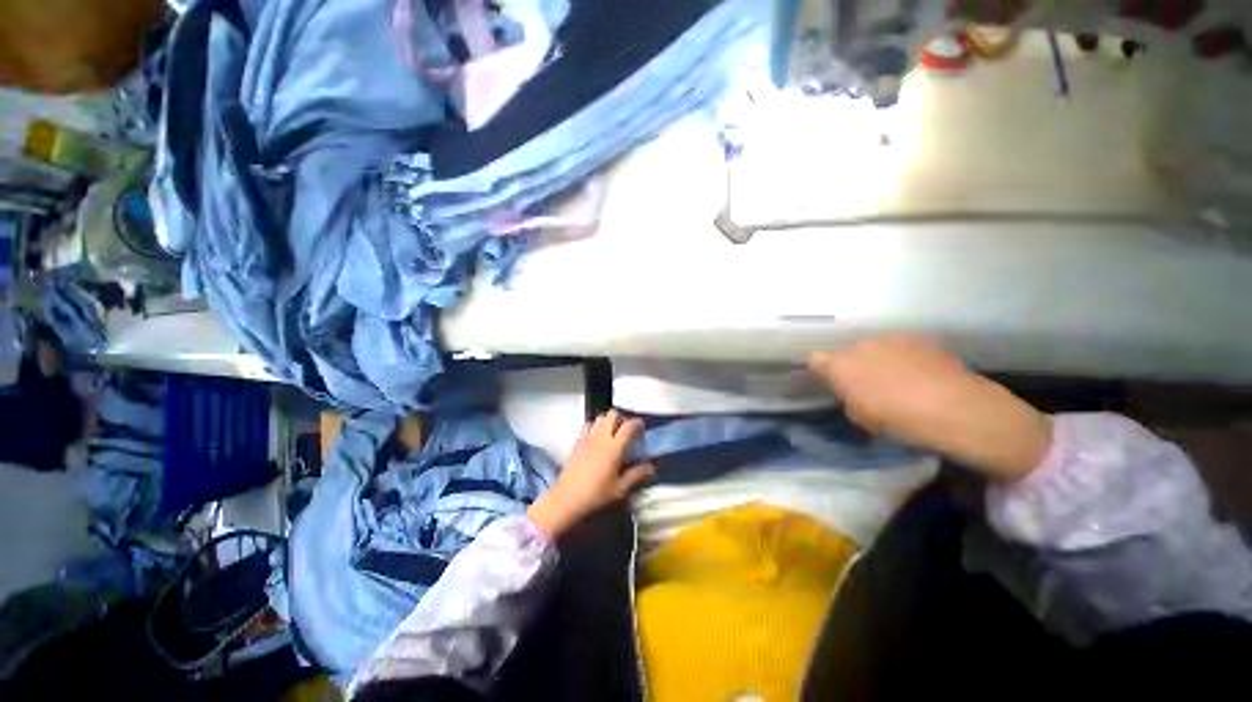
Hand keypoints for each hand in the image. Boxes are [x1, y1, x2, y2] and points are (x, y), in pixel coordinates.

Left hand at [527, 410, 655, 538]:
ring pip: (599, 417)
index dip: (637, 423)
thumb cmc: (596, 495)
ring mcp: (587, 438)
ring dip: (607, 421)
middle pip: (612, 414)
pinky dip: (594, 427)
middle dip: (621, 418)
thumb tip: (651, 467)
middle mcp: (601, 437)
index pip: (628, 426)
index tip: (642, 427)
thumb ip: (636, 475)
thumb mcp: (620, 489)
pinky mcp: (577, 442)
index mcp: (614, 447)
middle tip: (625, 430)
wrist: (566, 499)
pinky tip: (597, 439)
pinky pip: (587, 426)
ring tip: (612, 433)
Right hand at [808, 337, 1051, 481]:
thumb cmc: (899, 419)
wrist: (957, 409)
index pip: (816, 360)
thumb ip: (849, 401)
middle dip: (853, 367)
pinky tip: (921, 377)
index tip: (831, 384)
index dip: (820, 371)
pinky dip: (905, 359)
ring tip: (899, 382)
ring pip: (876, 349)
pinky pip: (902, 348)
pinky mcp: (921, 340)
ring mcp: (893, 339)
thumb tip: (852, 395)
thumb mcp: (862, 419)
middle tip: (867, 388)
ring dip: (879, 361)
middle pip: (848, 353)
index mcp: (841, 366)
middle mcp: (862, 346)